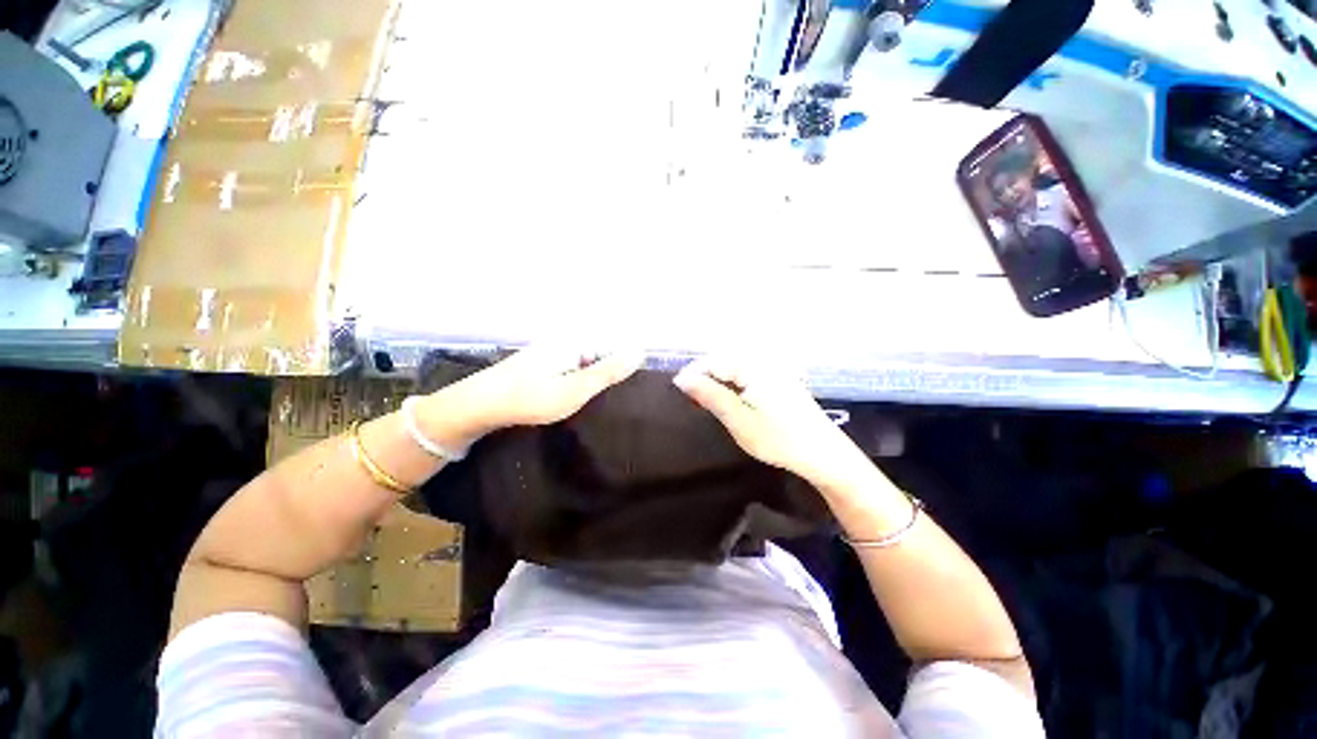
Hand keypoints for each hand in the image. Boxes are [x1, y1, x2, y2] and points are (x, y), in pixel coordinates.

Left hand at [422, 347, 642, 445]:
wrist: (479, 405)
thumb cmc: (530, 398)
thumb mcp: (576, 389)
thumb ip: (608, 371)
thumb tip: (640, 351)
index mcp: (576, 341)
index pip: (615, 346)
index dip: (625, 364)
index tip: (633, 385)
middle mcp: (565, 340)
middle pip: (600, 353)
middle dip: (610, 371)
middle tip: (612, 397)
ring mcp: (552, 350)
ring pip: (586, 362)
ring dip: (594, 378)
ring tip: (595, 399)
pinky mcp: (543, 362)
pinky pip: (572, 367)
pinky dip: (579, 380)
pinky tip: (575, 395)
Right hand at [673, 357, 865, 487]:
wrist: (824, 454)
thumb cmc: (779, 439)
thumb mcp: (738, 419)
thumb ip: (709, 395)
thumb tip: (681, 378)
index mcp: (753, 366)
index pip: (712, 361)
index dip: (693, 375)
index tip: (678, 393)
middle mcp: (764, 361)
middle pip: (723, 362)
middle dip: (704, 378)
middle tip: (693, 402)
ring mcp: (774, 370)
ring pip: (734, 369)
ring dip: (718, 383)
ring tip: (706, 403)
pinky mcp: (780, 380)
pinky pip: (747, 375)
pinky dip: (733, 386)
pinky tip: (730, 401)